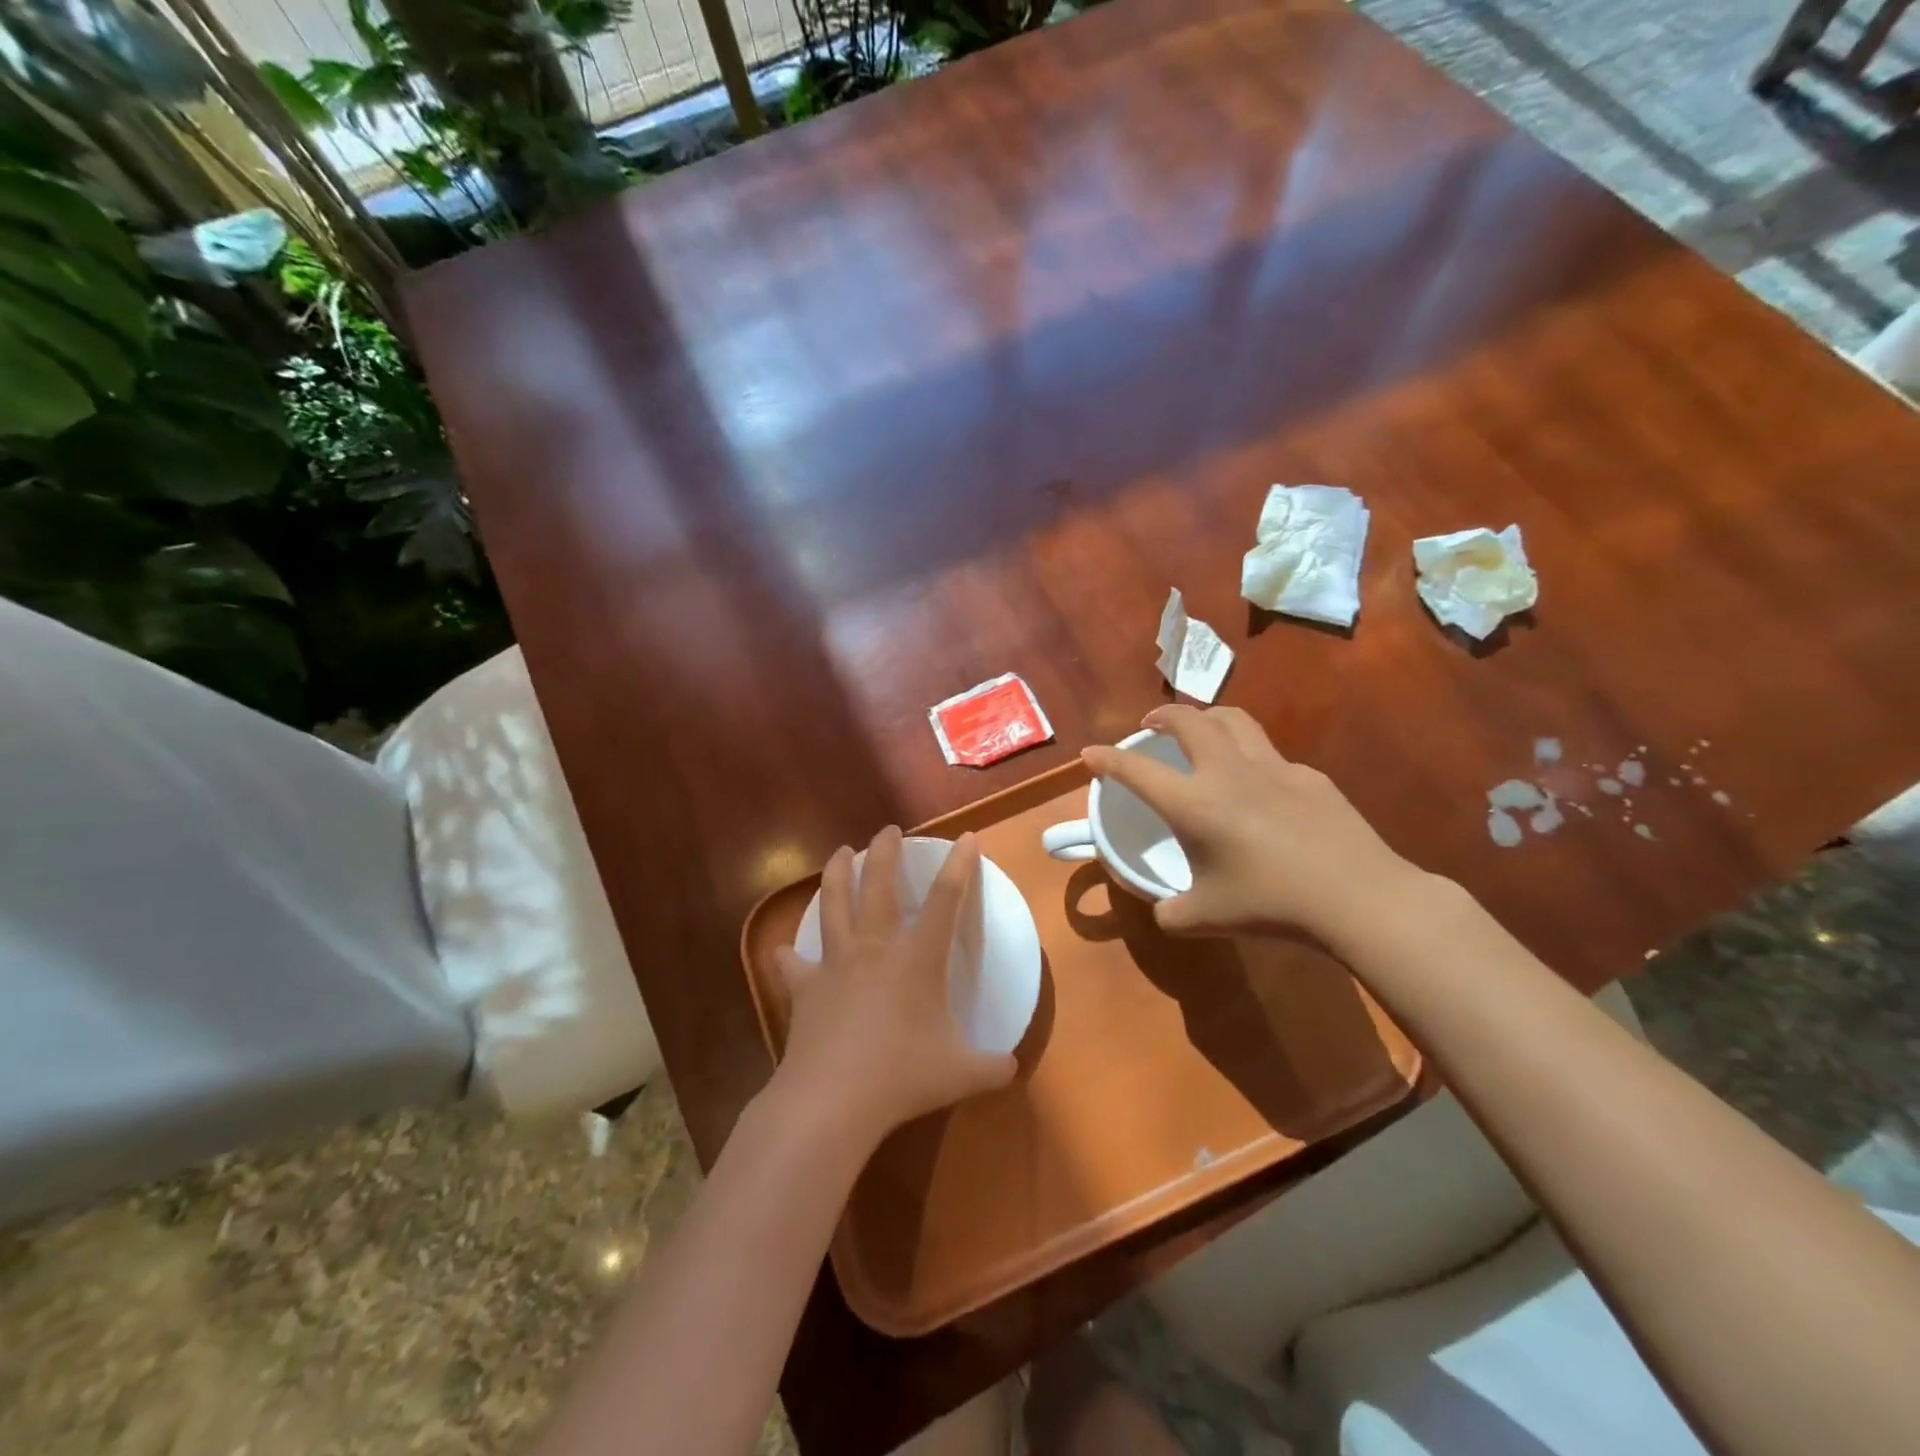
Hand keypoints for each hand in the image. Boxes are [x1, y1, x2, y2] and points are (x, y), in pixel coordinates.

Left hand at [772, 827, 1016, 1147]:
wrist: (833, 1098)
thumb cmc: (903, 1076)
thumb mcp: (961, 1073)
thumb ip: (992, 1067)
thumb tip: (1012, 1068)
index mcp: (918, 957)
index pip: (945, 899)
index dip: (960, 864)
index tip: (967, 837)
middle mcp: (875, 947)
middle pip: (879, 883)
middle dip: (885, 851)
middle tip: (888, 830)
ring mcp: (835, 962)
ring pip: (833, 903)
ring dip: (837, 873)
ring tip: (840, 853)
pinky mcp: (804, 986)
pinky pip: (794, 962)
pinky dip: (790, 954)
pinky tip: (786, 950)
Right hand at [1082, 705, 1426, 944]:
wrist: (1358, 897)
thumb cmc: (1271, 905)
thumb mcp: (1204, 918)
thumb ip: (1170, 911)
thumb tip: (1162, 909)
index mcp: (1193, 803)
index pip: (1136, 770)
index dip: (1107, 759)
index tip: (1090, 754)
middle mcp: (1227, 772)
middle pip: (1188, 721)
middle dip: (1162, 716)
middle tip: (1151, 725)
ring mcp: (1273, 767)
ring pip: (1233, 719)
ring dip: (1206, 717)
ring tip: (1200, 729)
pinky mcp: (1309, 776)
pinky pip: (1270, 754)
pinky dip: (1250, 755)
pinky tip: (1258, 785)